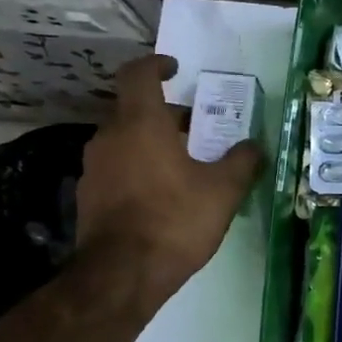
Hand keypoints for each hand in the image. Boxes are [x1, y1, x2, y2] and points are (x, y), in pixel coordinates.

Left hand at [75, 54, 262, 309]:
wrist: (122, 276)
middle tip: (198, 131)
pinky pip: (117, 169)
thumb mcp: (223, 190)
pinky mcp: (88, 197)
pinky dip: (138, 169)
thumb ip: (241, 161)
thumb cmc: (175, 220)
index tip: (175, 69)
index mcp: (141, 124)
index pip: (138, 75)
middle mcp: (109, 138)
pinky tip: (162, 196)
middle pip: (135, 111)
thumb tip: (253, 145)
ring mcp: (94, 169)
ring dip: (152, 144)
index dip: (155, 65)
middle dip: (167, 116)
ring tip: (184, 165)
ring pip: (125, 141)